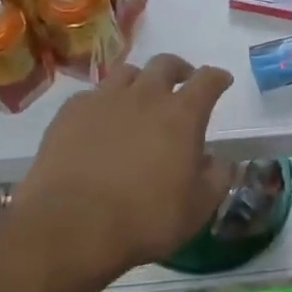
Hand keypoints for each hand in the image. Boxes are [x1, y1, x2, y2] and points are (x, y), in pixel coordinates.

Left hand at [15, 54, 234, 279]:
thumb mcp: (197, 208)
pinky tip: (100, 122)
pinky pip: (92, 95)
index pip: (208, 80)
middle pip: (165, 64)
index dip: (218, 78)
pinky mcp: (70, 113)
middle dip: (179, 70)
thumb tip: (219, 161)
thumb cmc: (145, 219)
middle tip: (182, 84)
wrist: (71, 227)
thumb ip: (216, 178)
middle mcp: (145, 96)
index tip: (222, 81)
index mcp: (182, 114)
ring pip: (127, 72)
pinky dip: (103, 103)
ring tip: (139, 99)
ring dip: (140, 81)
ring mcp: (104, 100)